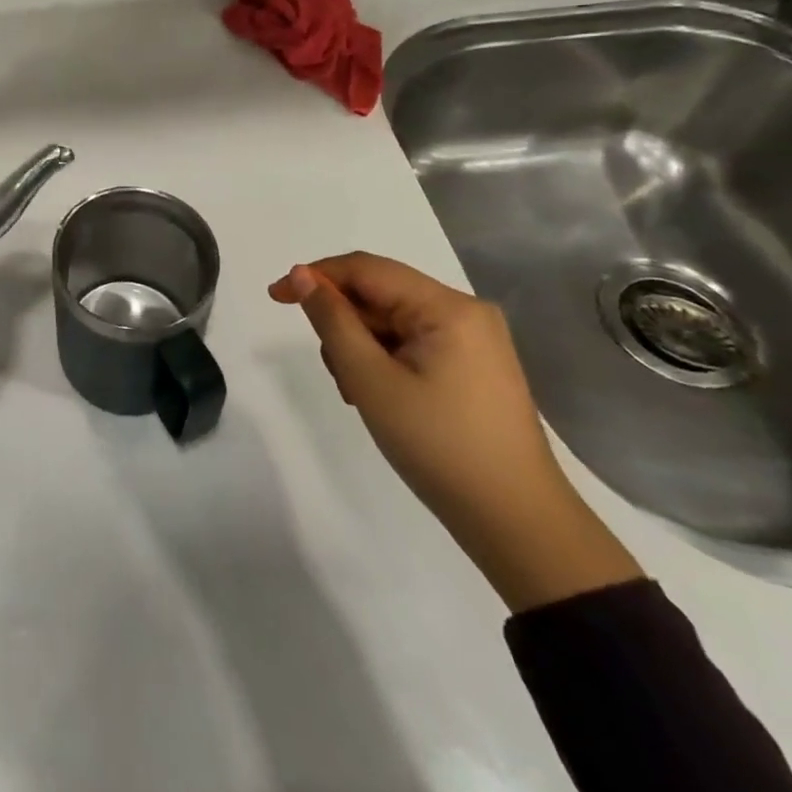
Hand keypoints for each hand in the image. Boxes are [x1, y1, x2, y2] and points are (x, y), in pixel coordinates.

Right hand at [270, 252, 642, 611]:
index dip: (315, 276)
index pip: (366, 269)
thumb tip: (301, 275)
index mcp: (447, 307)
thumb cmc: (438, 445)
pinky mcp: (474, 365)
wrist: (517, 523)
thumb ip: (332, 320)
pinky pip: (413, 342)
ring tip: (357, 394)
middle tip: (333, 371)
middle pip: (380, 294)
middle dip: (343, 323)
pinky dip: (385, 360)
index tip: (274, 298)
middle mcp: (465, 311)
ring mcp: (474, 339)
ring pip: (393, 320)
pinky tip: (379, 395)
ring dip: (361, 346)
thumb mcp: (370, 379)